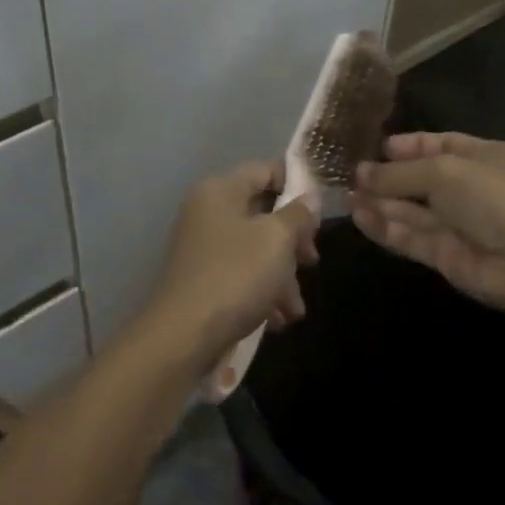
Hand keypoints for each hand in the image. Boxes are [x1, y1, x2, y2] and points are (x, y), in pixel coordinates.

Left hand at [140, 163, 319, 368]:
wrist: (184, 335)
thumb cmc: (235, 275)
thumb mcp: (276, 240)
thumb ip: (298, 214)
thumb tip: (309, 197)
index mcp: (220, 191)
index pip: (264, 170)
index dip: (296, 184)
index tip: (321, 212)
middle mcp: (207, 212)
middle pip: (262, 212)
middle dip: (292, 240)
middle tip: (311, 261)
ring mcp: (202, 246)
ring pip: (255, 248)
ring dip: (282, 275)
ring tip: (295, 309)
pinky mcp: (202, 279)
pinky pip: (241, 274)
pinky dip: (262, 292)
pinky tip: (278, 320)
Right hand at [351, 133, 504, 324]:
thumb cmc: (495, 198)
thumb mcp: (444, 171)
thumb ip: (399, 173)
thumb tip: (361, 172)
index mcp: (483, 157)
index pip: (441, 145)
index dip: (409, 146)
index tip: (376, 148)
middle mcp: (471, 189)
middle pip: (422, 179)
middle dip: (388, 177)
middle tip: (350, 175)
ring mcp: (459, 225)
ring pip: (412, 210)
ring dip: (381, 202)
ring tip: (345, 196)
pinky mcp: (447, 256)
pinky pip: (411, 237)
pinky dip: (385, 227)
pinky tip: (358, 216)